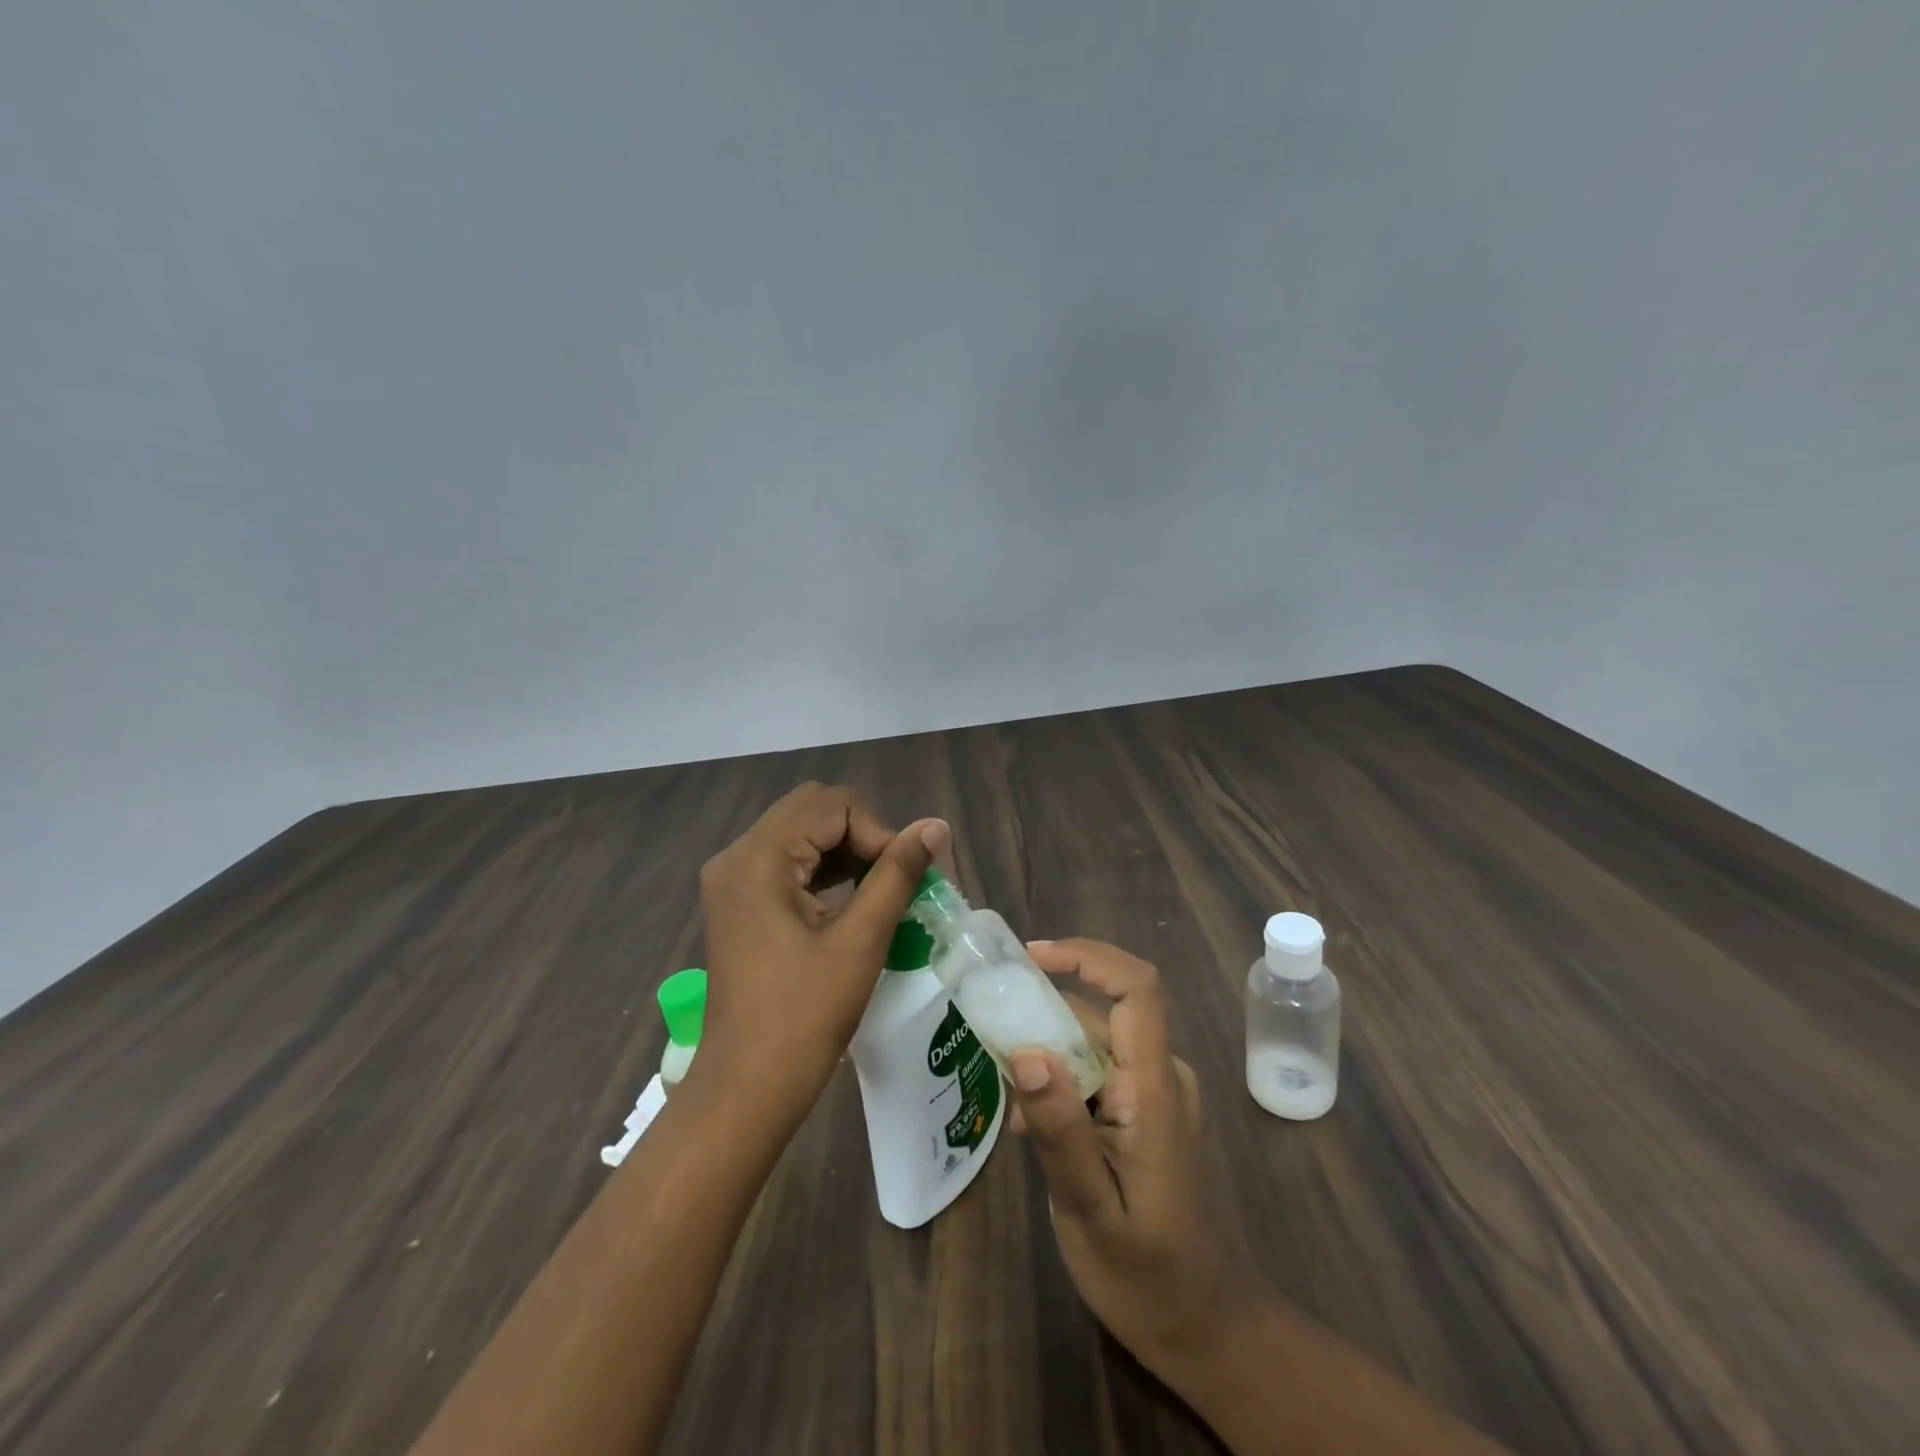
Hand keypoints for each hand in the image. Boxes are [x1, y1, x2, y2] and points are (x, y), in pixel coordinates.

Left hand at [694, 782, 947, 1111]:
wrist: (747, 1088)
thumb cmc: (805, 1016)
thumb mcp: (861, 940)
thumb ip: (898, 874)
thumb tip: (935, 827)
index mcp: (759, 857)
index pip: (833, 806)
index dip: (879, 832)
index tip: (906, 877)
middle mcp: (737, 855)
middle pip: (812, 810)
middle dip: (861, 834)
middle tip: (893, 878)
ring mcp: (731, 879)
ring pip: (799, 832)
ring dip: (844, 850)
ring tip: (879, 889)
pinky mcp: (736, 902)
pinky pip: (784, 861)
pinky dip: (822, 869)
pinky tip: (849, 899)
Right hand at [1007, 939, 1269, 1393]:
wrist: (1204, 1326)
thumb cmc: (1147, 1275)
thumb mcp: (1090, 1208)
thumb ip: (1061, 1130)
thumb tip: (1024, 1051)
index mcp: (1156, 1089)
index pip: (1138, 989)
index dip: (1086, 957)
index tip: (1028, 958)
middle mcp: (1162, 1075)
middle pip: (1102, 1011)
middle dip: (1043, 1008)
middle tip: (989, 1027)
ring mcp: (1157, 1092)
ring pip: (1095, 1040)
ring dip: (1047, 1051)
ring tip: (1007, 1095)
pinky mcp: (1147, 1109)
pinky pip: (1099, 1070)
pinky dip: (1061, 1080)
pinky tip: (1034, 1125)